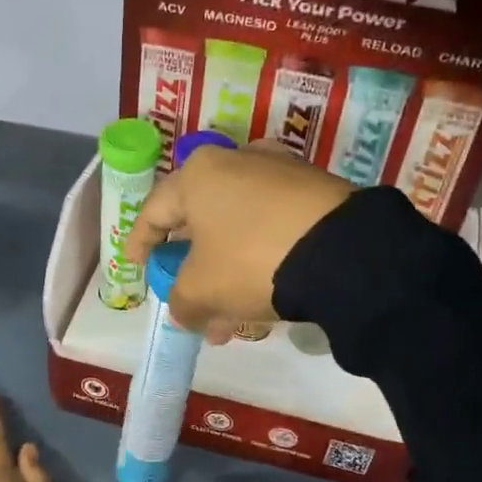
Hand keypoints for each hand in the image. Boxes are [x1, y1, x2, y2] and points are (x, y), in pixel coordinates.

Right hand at [124, 144, 351, 339]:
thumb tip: (186, 311)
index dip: (140, 243)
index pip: (155, 211)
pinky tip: (266, 296)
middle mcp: (237, 161)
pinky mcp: (316, 189)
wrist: (344, 251)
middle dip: (193, 270)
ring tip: (230, 319)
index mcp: (199, 174)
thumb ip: (182, 302)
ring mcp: (281, 172)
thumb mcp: (202, 290)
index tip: (137, 267)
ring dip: (228, 273)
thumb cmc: (251, 260)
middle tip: (190, 303)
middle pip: (201, 221)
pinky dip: (260, 259)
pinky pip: (272, 227)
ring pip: (239, 229)